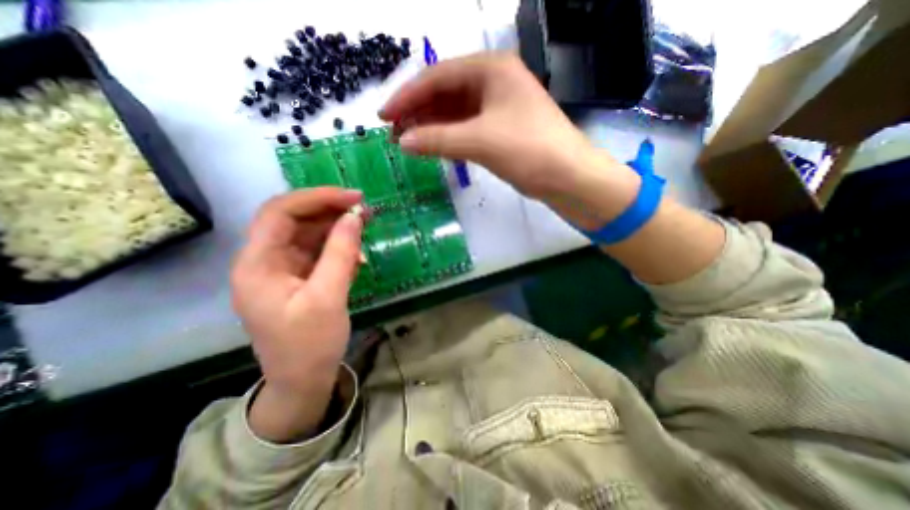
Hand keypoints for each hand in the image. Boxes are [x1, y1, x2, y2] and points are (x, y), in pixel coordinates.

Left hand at [229, 186, 364, 441]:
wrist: (303, 381)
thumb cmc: (310, 344)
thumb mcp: (328, 297)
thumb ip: (341, 253)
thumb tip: (355, 217)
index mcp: (258, 264)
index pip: (280, 212)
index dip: (316, 198)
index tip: (353, 198)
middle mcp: (265, 261)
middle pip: (295, 220)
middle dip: (330, 211)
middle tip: (365, 210)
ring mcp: (282, 270)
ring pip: (309, 234)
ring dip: (338, 228)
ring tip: (366, 226)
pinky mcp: (299, 278)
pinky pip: (318, 252)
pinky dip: (339, 249)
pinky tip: (357, 257)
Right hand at [377, 51, 610, 198]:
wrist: (567, 177)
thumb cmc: (528, 150)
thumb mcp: (480, 141)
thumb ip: (437, 139)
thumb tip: (402, 141)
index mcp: (490, 69)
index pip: (437, 77)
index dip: (407, 96)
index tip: (384, 115)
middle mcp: (492, 82)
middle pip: (444, 93)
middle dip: (417, 113)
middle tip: (393, 134)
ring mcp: (496, 107)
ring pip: (453, 113)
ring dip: (430, 127)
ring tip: (407, 142)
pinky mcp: (498, 129)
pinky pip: (465, 128)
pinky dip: (447, 137)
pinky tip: (431, 146)